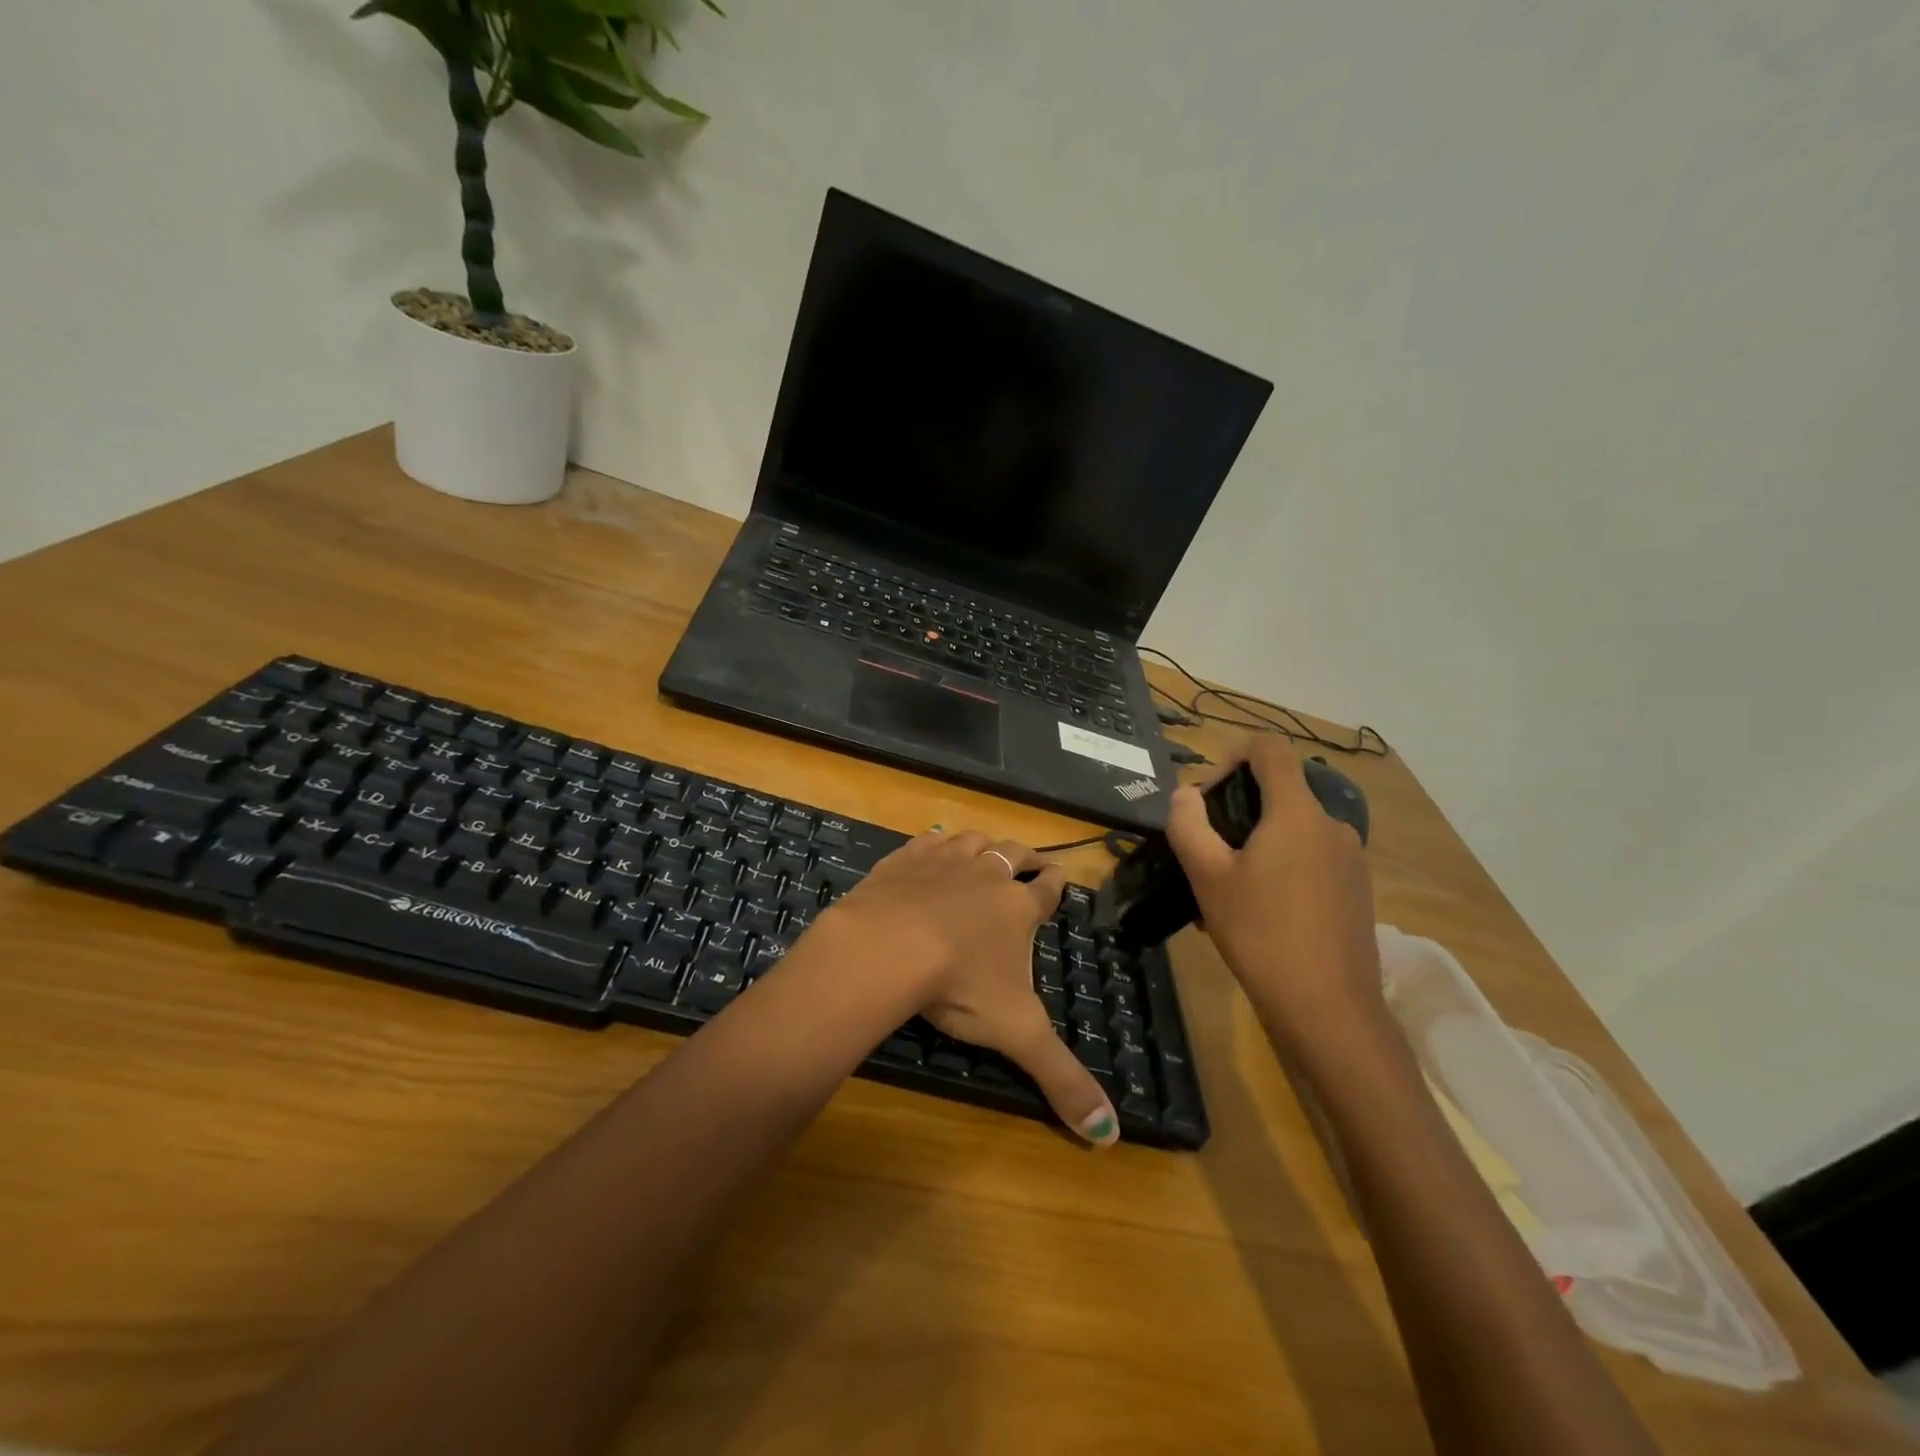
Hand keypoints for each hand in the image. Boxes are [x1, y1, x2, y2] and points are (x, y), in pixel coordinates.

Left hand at [824, 829, 1118, 1145]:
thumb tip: (1110, 1137)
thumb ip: (1062, 1080)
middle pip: (1014, 854)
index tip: (1060, 875)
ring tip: (984, 849)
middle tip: (1030, 860)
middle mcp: (987, 874)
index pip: (1047, 888)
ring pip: (973, 840)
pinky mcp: (905, 858)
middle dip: (1026, 857)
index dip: (1056, 882)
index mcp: (1018, 907)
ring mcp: (944, 860)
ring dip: (982, 844)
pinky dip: (934, 843)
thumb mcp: (1017, 1033)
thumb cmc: (961, 985)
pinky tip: (930, 848)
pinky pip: (927, 840)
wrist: (889, 945)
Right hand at [1165, 738, 1383, 1057]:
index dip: (1232, 756)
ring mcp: (1350, 858)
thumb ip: (1188, 825)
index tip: (1208, 796)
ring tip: (1226, 891)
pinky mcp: (1356, 889)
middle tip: (1207, 853)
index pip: (1269, 749)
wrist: (1329, 1009)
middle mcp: (1331, 824)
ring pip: (1292, 830)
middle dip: (1237, 810)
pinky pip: (1310, 859)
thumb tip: (1185, 794)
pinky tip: (1258, 913)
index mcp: (1297, 812)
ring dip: (1256, 844)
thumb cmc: (1261, 934)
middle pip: (1280, 791)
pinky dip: (1280, 867)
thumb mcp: (1208, 877)